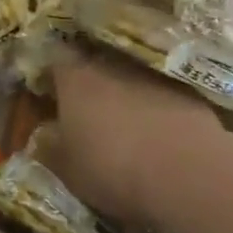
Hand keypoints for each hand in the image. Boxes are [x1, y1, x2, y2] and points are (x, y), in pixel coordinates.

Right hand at [46, 55, 232, 230]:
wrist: (188, 172)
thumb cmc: (112, 168)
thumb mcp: (67, 170)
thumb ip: (50, 148)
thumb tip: (43, 135)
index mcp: (75, 78)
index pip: (55, 59)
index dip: (51, 73)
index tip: (49, 91)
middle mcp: (111, 65)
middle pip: (94, 63)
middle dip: (90, 83)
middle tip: (87, 109)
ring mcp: (151, 75)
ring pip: (130, 77)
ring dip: (126, 94)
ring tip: (126, 123)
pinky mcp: (187, 91)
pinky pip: (162, 94)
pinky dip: (158, 108)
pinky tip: (160, 135)